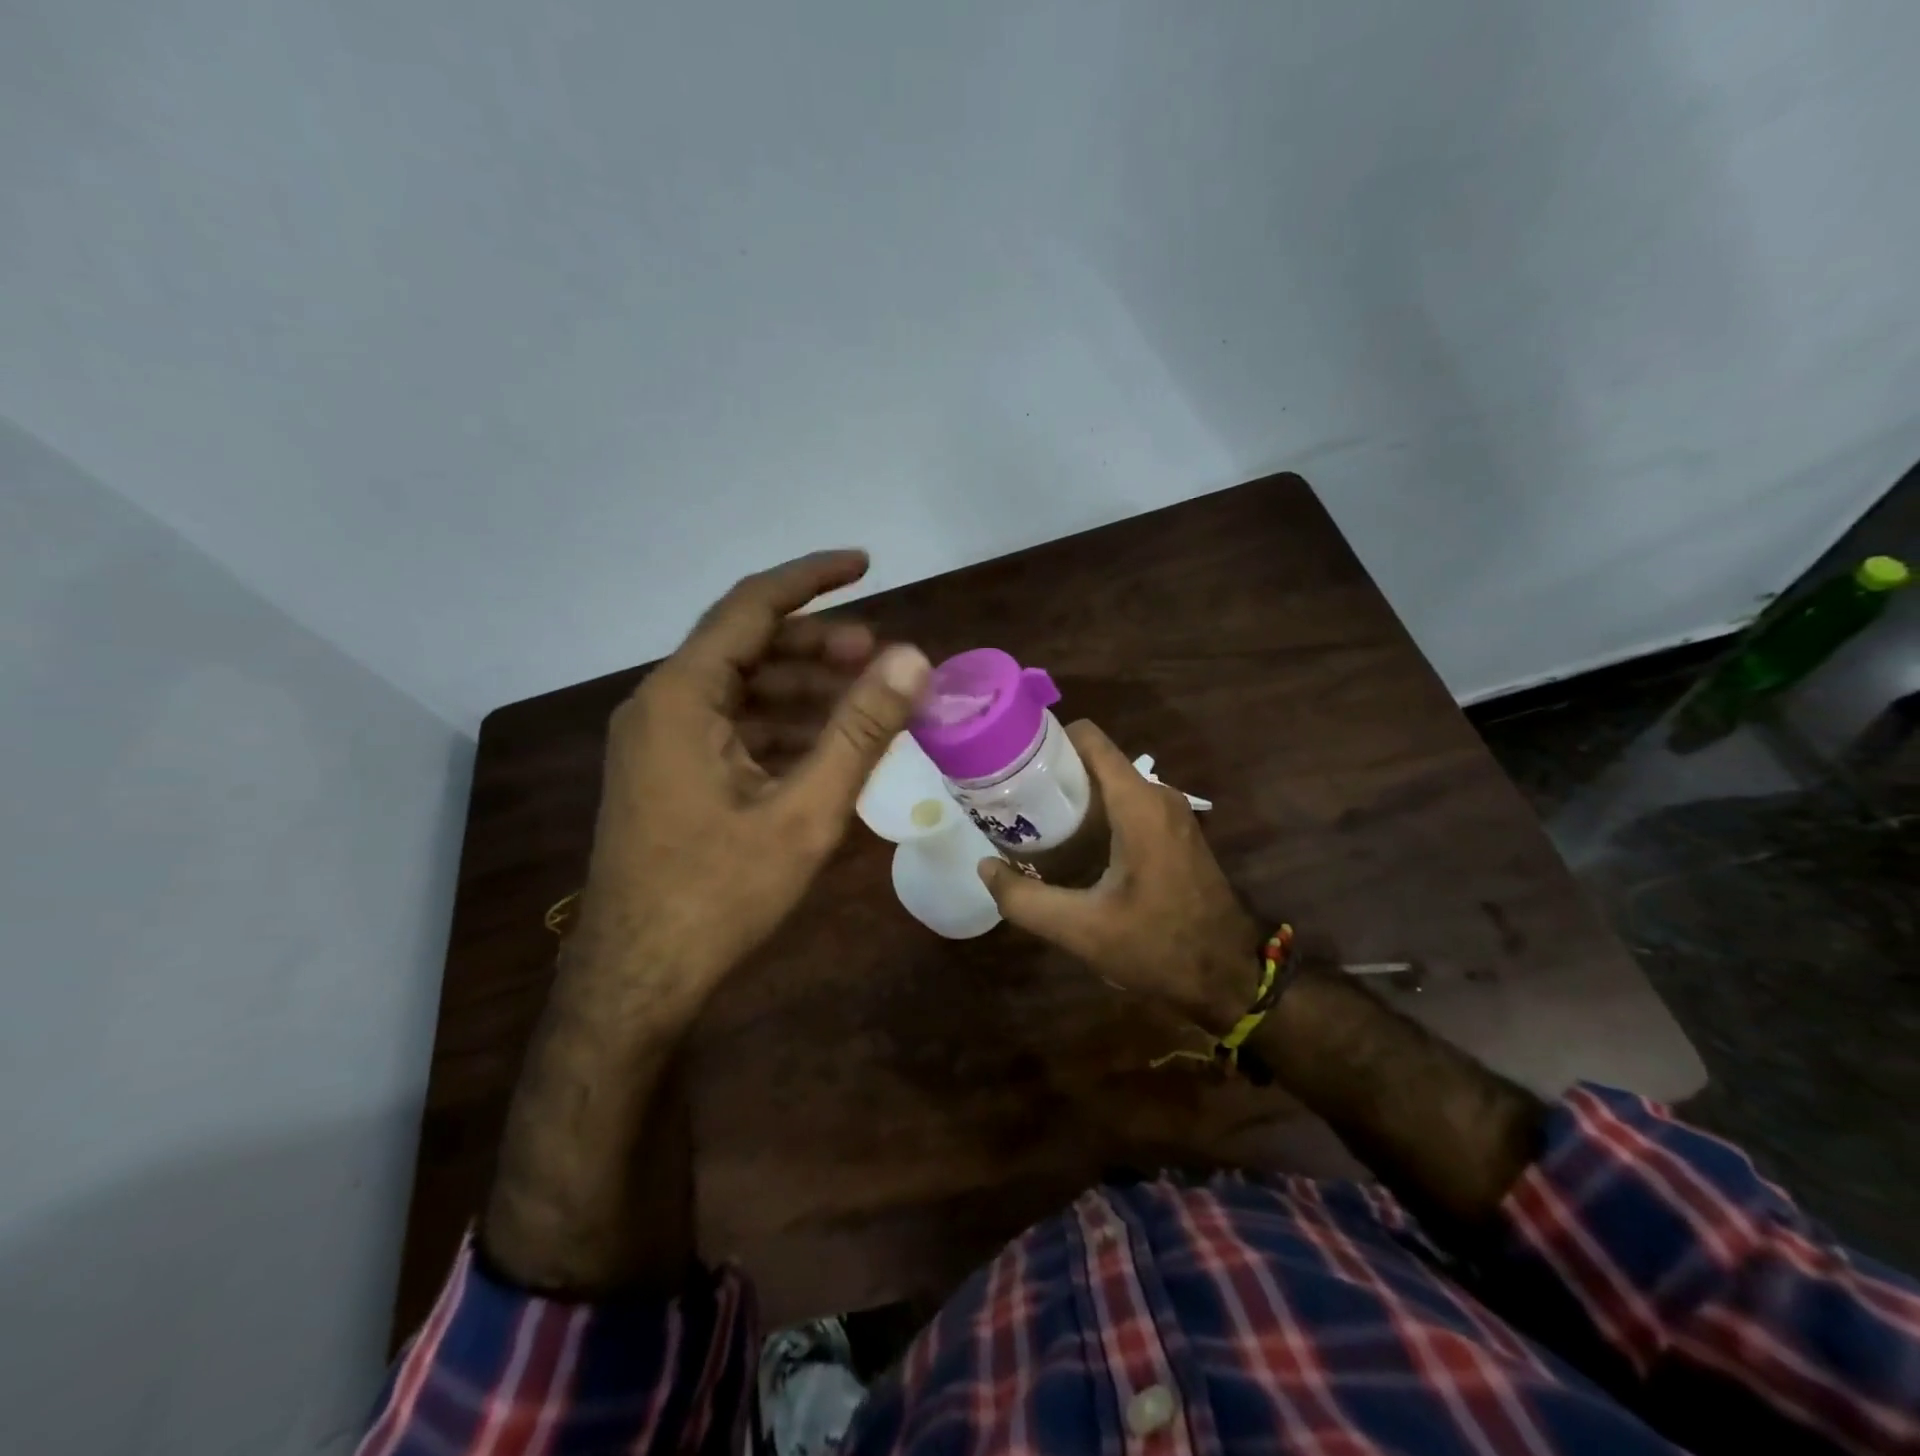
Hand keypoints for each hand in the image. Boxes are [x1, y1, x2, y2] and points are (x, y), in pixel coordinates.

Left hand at [572, 549, 930, 1010]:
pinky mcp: (668, 774)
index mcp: (681, 698)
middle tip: (883, 657)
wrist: (637, 979)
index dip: (812, 578)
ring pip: (743, 690)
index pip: (751, 607)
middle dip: (819, 645)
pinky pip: (732, 729)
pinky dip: (782, 727)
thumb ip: (859, 730)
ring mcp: (660, 742)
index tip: (866, 563)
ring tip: (867, 704)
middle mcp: (661, 706)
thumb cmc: (719, 895)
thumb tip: (912, 657)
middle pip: (748, 647)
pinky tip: (827, 749)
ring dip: (805, 690)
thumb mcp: (804, 811)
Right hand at [975, 719, 1264, 1032]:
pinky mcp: (1176, 834)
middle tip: (1011, 800)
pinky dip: (1096, 815)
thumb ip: (1024, 900)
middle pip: (1095, 761)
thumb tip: (985, 867)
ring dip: (1073, 798)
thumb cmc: (1157, 946)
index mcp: (1138, 804)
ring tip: (1032, 823)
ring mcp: (1172, 814)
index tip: (1011, 760)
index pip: (1089, 739)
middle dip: (1052, 774)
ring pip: (1111, 785)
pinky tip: (1070, 847)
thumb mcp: (1081, 930)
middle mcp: (1159, 796)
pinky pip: (1127, 805)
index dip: (1047, 739)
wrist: (1228, 977)